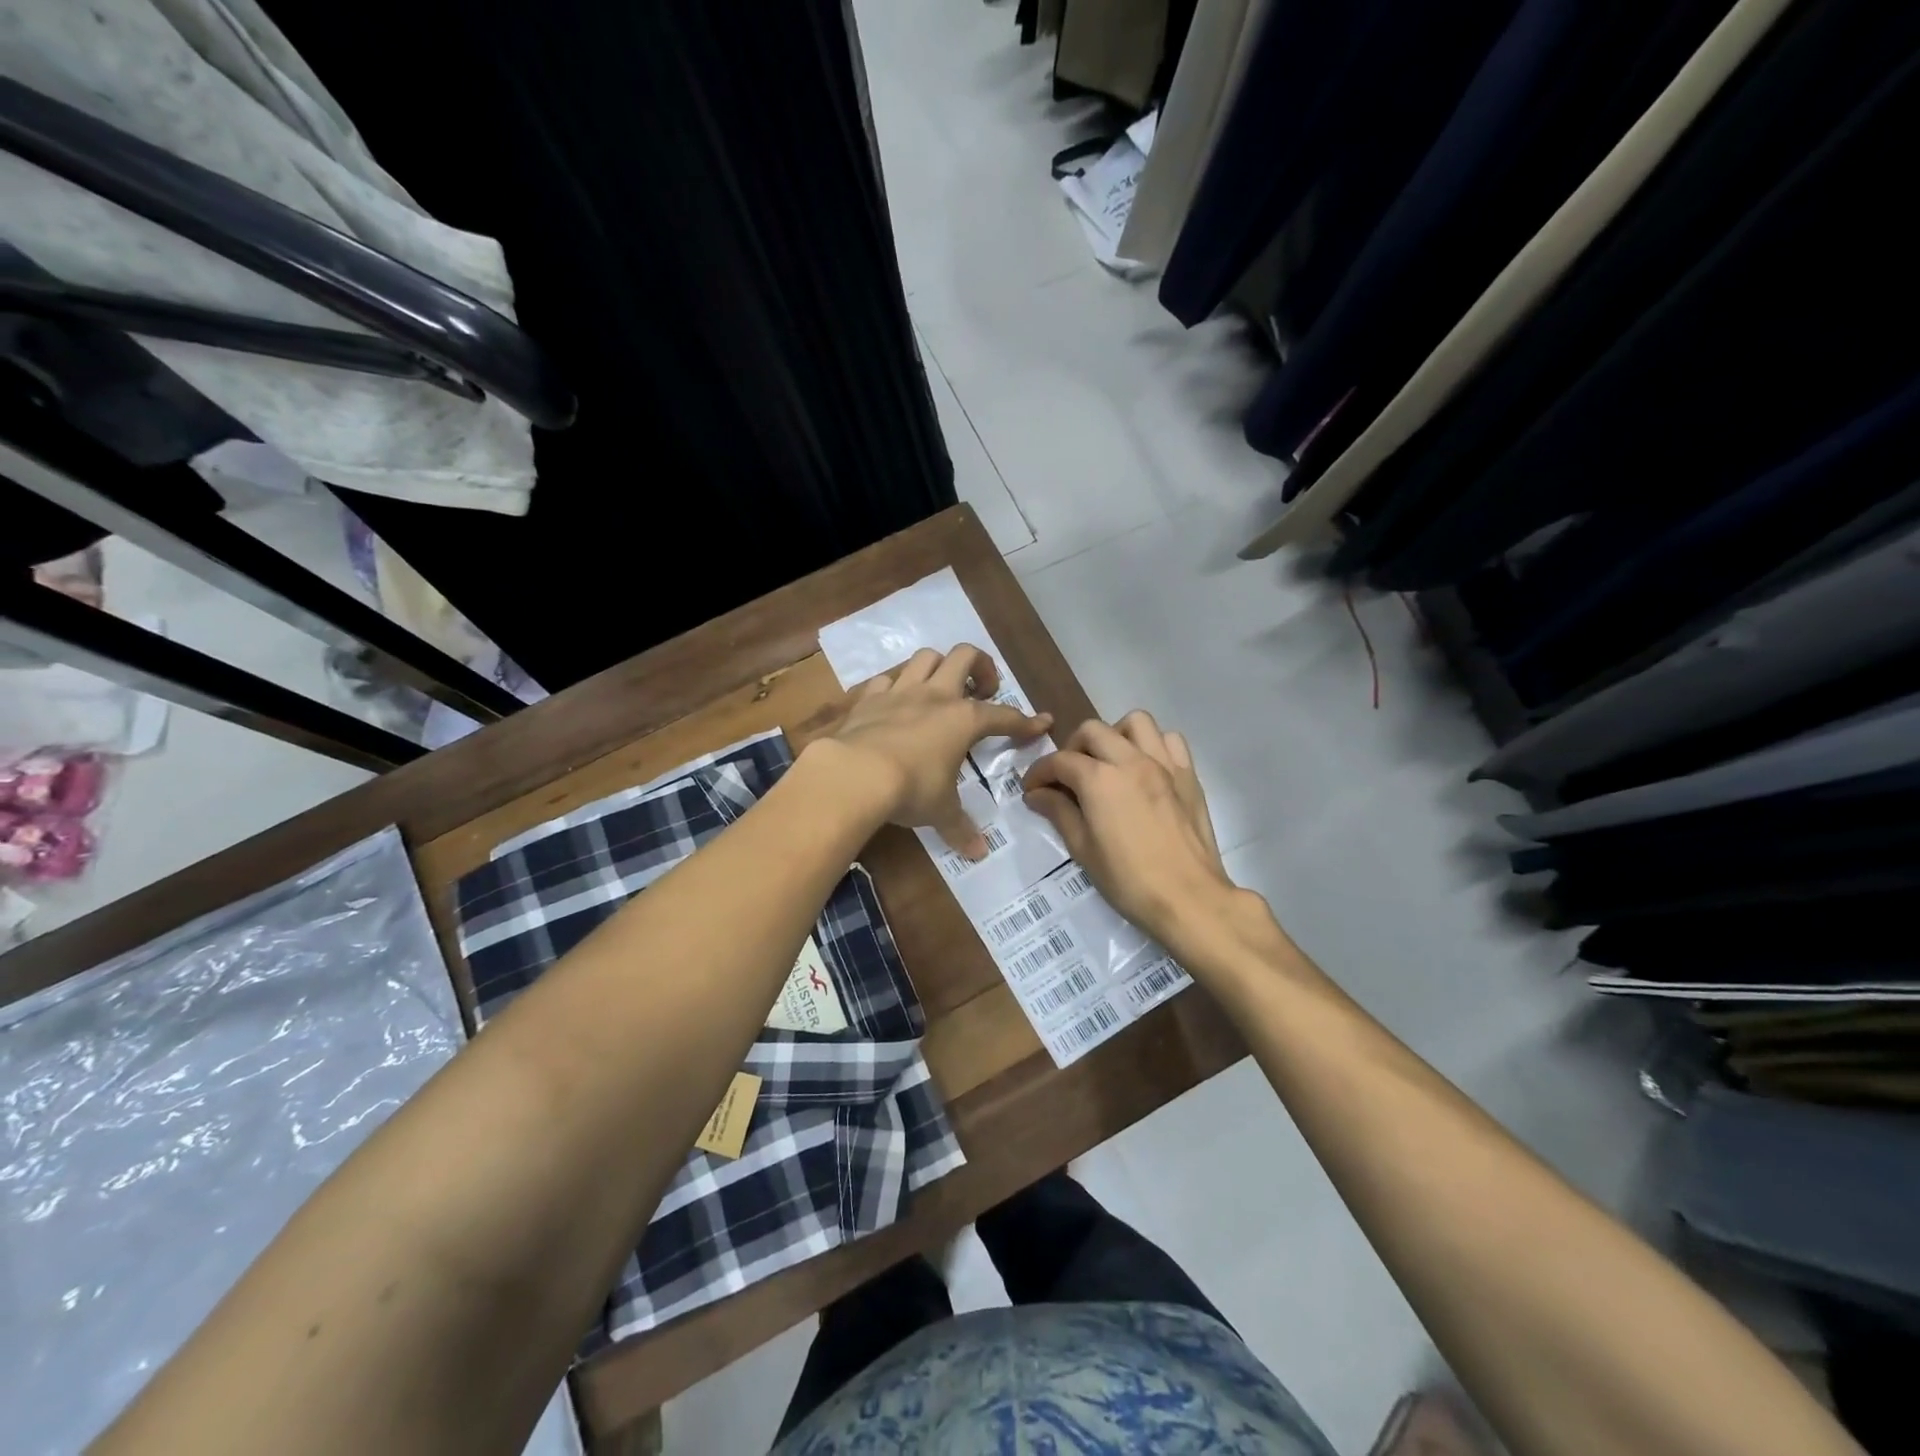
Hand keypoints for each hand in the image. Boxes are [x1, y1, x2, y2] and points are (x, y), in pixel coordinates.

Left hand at [827, 645, 1051, 854]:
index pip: (1003, 716)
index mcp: (963, 720)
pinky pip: (886, 680)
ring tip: (941, 689)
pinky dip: (895, 687)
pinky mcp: (868, 699)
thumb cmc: (911, 789)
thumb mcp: (940, 811)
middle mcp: (935, 696)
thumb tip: (978, 853)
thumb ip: (960, 827)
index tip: (1041, 722)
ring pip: (925, 657)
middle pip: (965, 656)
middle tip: (983, 691)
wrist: (854, 773)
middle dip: (981, 667)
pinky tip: (895, 704)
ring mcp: (899, 692)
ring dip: (938, 667)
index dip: (1025, 721)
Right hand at [1022, 711, 1241, 951]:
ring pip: (1135, 723)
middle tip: (1067, 777)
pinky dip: (1153, 745)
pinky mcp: (1189, 775)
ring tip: (1108, 762)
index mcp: (1099, 779)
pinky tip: (1145, 769)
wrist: (1189, 899)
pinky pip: (1170, 740)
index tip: (1032, 789)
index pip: (1060, 761)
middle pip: (1092, 731)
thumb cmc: (1128, 880)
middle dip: (1072, 748)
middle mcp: (1131, 760)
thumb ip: (1059, 813)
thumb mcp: (1083, 849)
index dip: (1039, 772)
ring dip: (1115, 736)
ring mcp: (1164, 764)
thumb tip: (1037, 794)